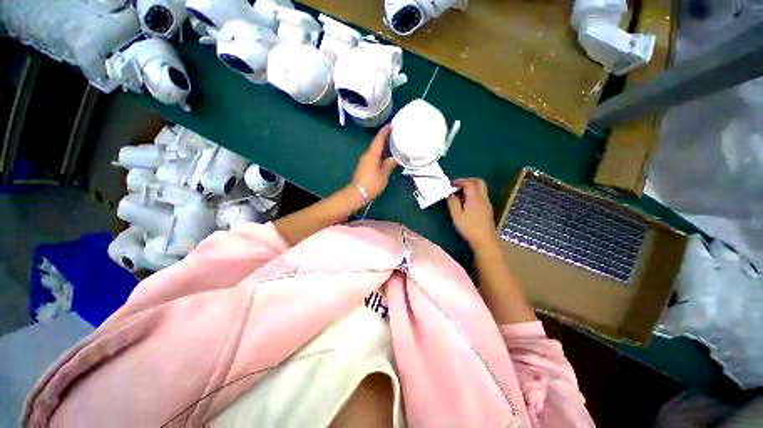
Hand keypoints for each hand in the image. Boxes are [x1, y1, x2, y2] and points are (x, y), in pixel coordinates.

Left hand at [352, 125, 397, 199]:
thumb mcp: (383, 174)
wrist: (357, 193)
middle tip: (396, 133)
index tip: (391, 124)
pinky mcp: (364, 166)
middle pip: (376, 143)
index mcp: (372, 154)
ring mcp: (365, 160)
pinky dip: (380, 153)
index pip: (379, 138)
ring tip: (393, 143)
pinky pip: (374, 156)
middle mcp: (367, 154)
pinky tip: (386, 155)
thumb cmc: (371, 183)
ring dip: (383, 146)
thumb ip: (389, 164)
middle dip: (385, 137)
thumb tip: (394, 158)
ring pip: (375, 150)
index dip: (385, 131)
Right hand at [447, 178, 498, 249]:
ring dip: (471, 187)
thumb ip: (453, 203)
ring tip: (460, 193)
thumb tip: (451, 194)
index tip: (451, 184)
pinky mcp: (487, 208)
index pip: (469, 183)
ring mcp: (486, 203)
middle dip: (467, 180)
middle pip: (478, 182)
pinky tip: (466, 201)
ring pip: (481, 188)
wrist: (485, 239)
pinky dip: (473, 193)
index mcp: (474, 198)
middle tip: (458, 185)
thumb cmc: (469, 228)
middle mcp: (482, 198)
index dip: (459, 181)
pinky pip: (481, 195)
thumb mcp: (456, 216)